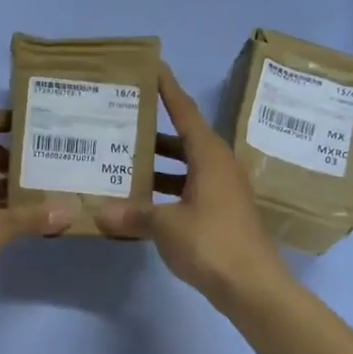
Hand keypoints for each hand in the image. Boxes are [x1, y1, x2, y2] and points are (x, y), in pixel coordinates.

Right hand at [95, 64, 288, 308]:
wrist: (253, 287)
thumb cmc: (211, 243)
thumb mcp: (165, 226)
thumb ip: (132, 214)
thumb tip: (99, 212)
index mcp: (210, 156)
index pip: (185, 112)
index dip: (168, 89)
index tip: (153, 66)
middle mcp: (219, 166)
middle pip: (184, 138)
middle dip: (154, 129)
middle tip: (121, 119)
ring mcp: (222, 191)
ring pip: (185, 166)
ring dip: (158, 163)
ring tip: (123, 158)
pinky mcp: (221, 213)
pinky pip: (188, 189)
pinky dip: (166, 189)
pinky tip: (141, 199)